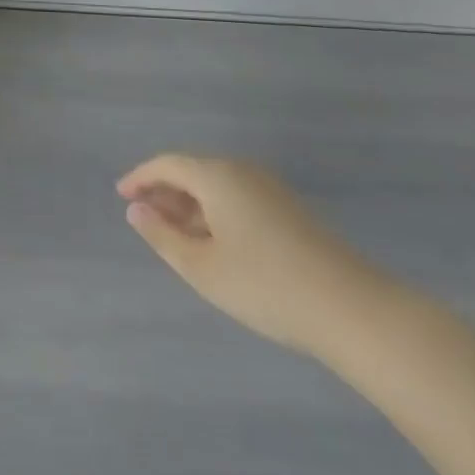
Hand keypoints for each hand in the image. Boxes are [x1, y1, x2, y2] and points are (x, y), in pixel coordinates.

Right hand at [118, 153, 389, 355]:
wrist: (352, 310)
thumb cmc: (265, 285)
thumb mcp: (202, 267)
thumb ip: (162, 236)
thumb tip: (136, 210)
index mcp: (217, 176)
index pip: (167, 164)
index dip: (141, 177)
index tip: (121, 195)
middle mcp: (242, 171)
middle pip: (193, 172)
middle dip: (165, 192)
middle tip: (144, 217)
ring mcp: (271, 189)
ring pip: (217, 187)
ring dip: (191, 205)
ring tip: (175, 235)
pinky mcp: (290, 210)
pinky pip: (238, 198)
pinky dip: (216, 213)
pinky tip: (215, 244)